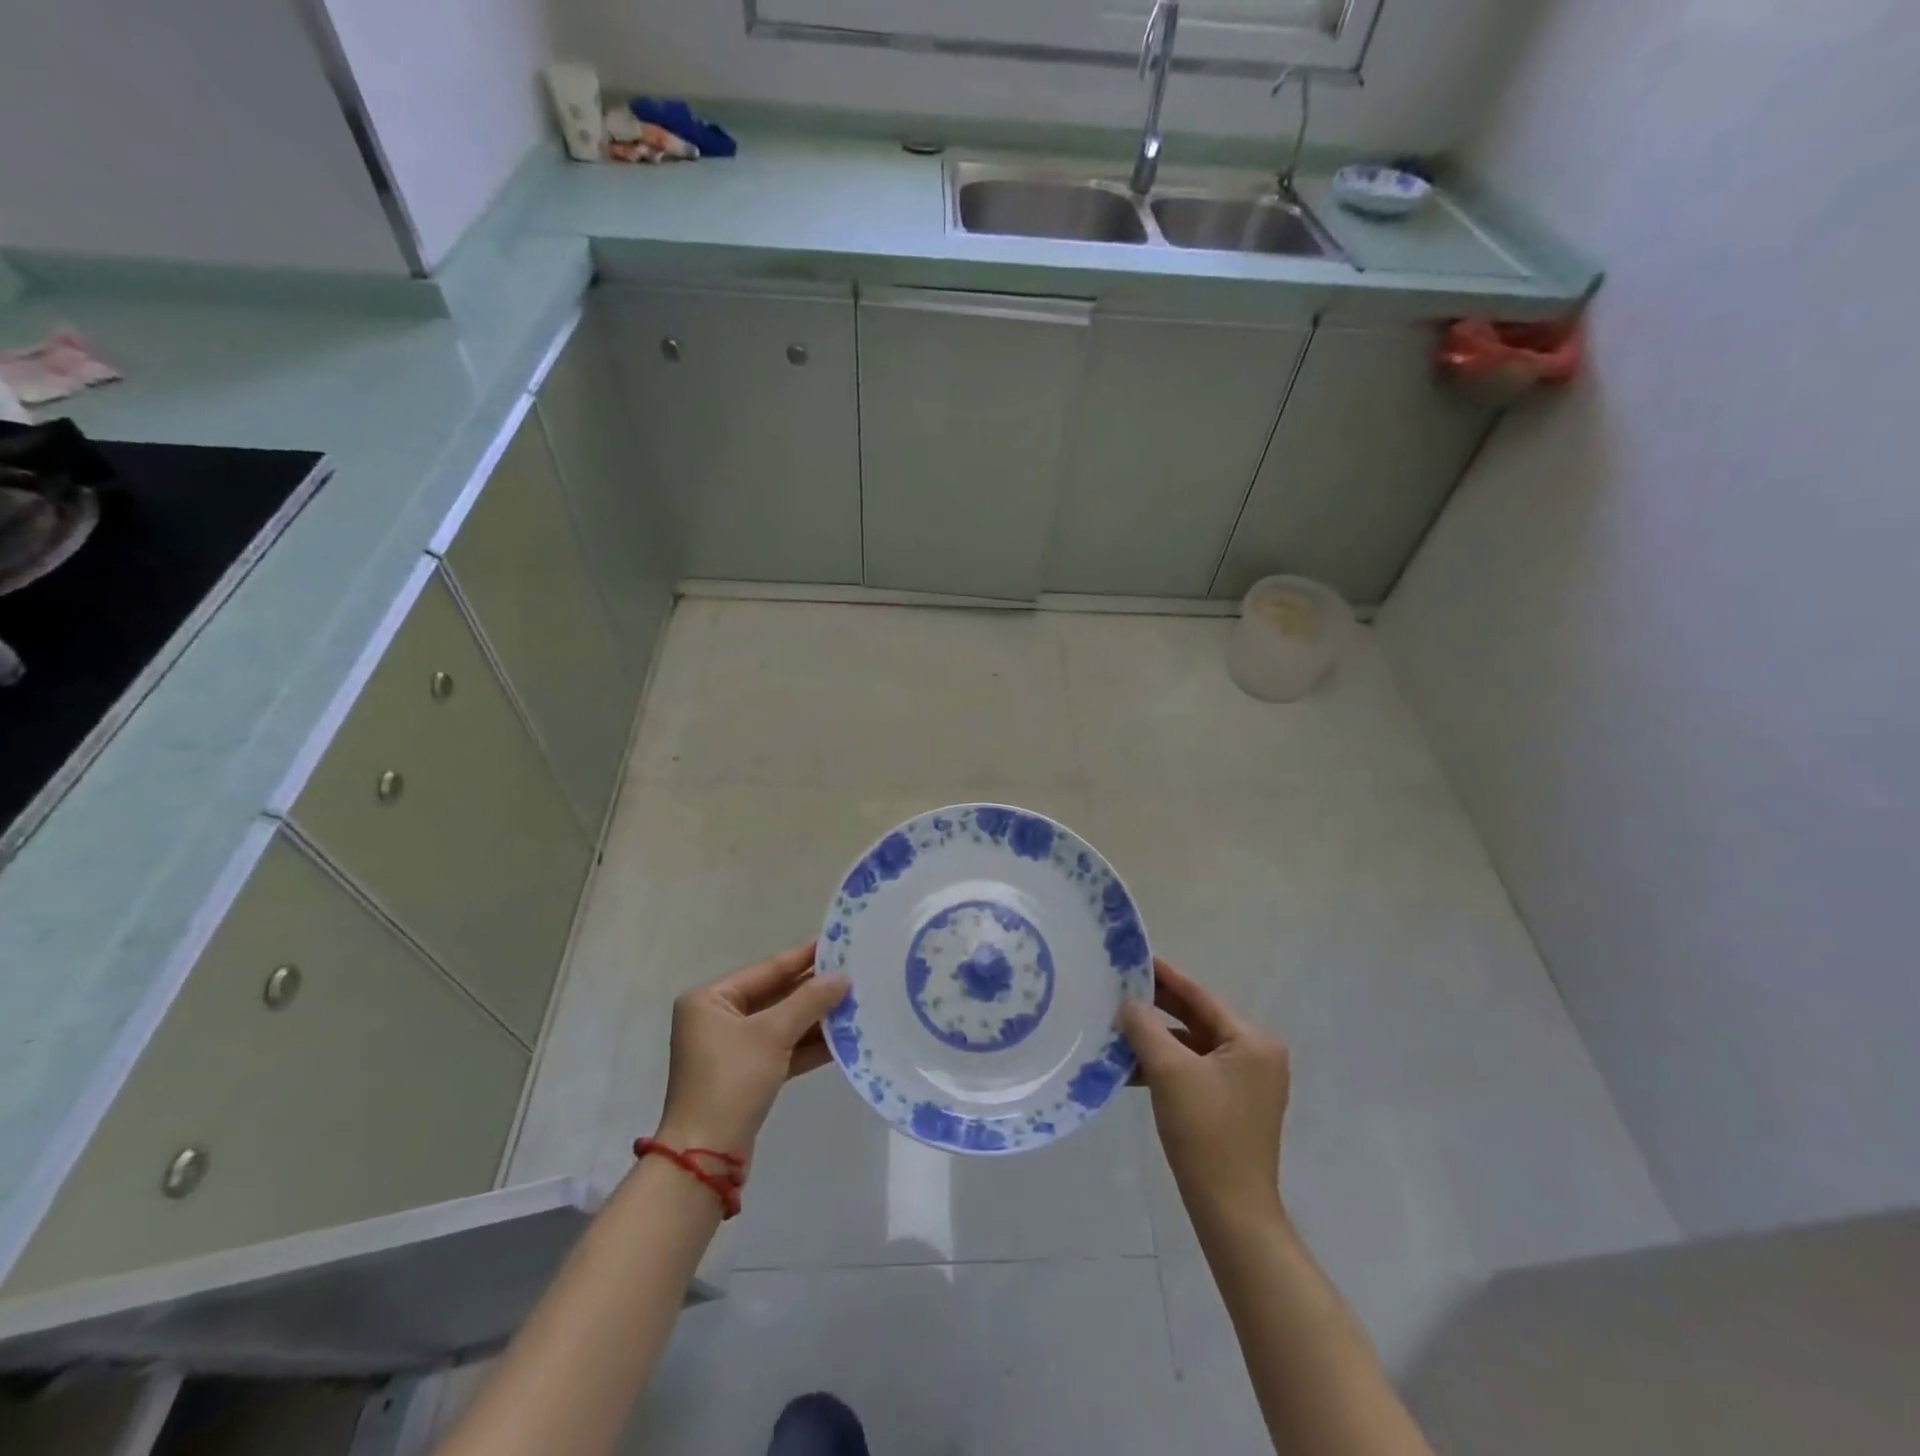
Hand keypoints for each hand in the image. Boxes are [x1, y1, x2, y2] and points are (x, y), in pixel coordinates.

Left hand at [654, 942, 849, 1160]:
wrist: (705, 1157)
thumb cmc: (731, 1081)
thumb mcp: (772, 1034)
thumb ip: (809, 1001)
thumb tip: (842, 976)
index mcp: (710, 999)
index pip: (766, 969)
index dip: (803, 957)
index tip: (837, 943)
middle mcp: (717, 1019)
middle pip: (775, 995)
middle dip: (813, 990)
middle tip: (854, 973)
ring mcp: (731, 1049)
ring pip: (781, 1024)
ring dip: (815, 1018)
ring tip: (856, 1002)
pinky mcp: (746, 1076)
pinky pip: (782, 1049)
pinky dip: (808, 1044)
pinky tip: (842, 1038)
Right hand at [1121, 957, 1290, 1222]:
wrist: (1230, 1211)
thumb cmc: (1205, 1132)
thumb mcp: (1169, 1071)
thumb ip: (1145, 1028)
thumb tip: (1128, 1003)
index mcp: (1252, 1040)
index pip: (1200, 995)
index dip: (1164, 975)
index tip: (1134, 956)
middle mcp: (1255, 1054)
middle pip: (1197, 1019)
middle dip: (1156, 1007)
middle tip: (1118, 987)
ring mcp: (1245, 1082)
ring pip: (1191, 1046)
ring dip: (1156, 1039)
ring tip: (1116, 1025)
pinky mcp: (1231, 1104)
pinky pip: (1193, 1070)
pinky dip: (1164, 1065)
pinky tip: (1129, 1065)